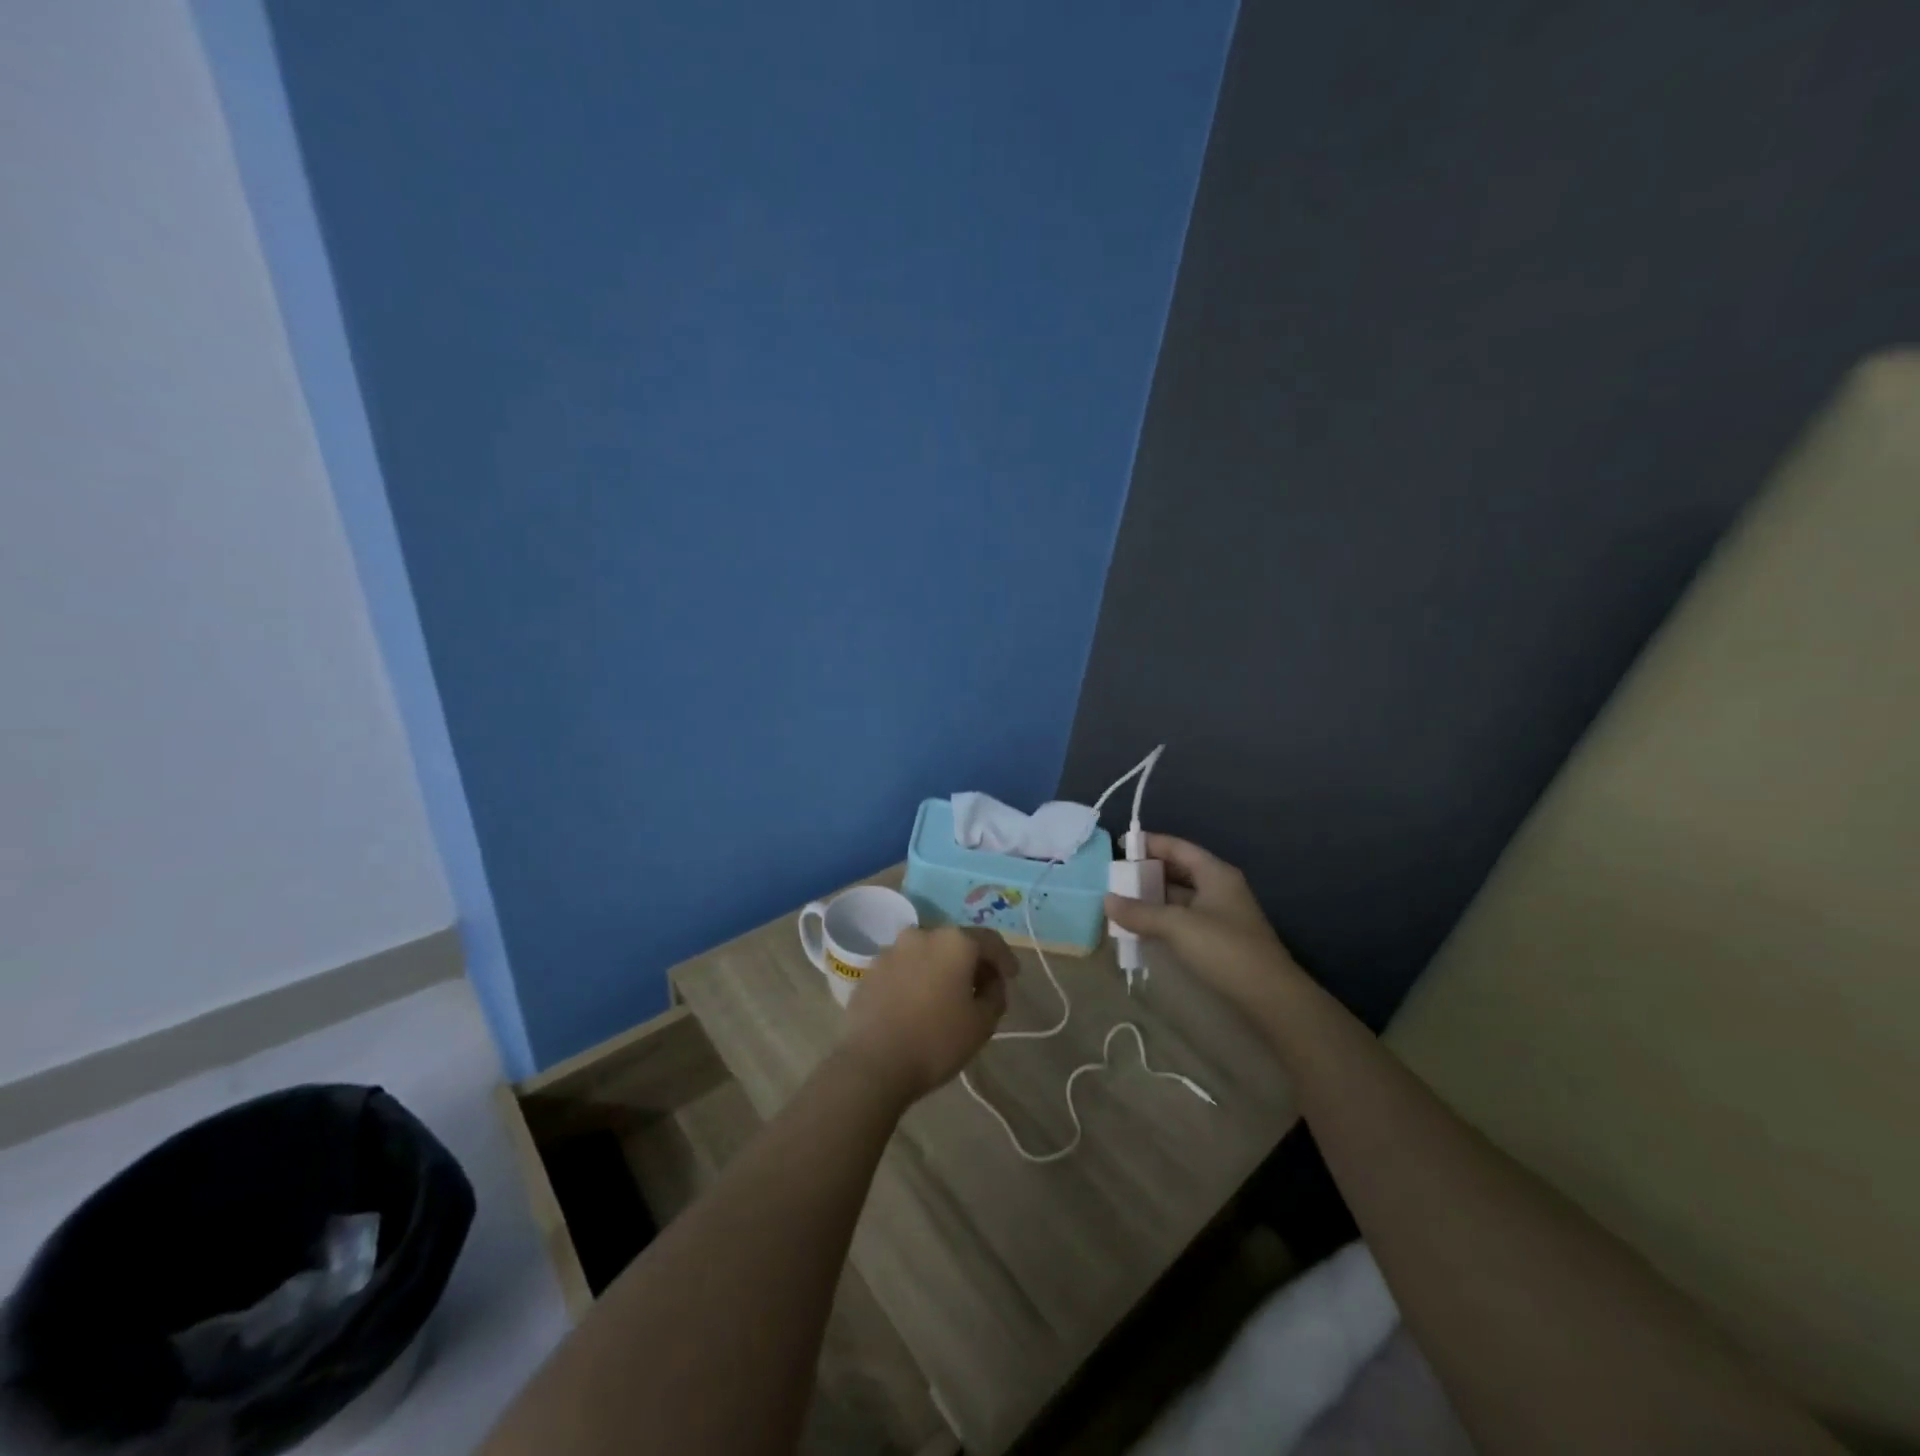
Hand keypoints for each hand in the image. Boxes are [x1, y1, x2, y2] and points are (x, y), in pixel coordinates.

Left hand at [841, 926, 1017, 1103]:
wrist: (872, 1063)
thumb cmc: (936, 1041)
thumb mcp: (983, 1023)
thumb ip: (995, 994)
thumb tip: (991, 981)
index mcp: (954, 942)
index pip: (989, 940)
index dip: (1004, 958)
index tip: (1012, 976)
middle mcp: (922, 935)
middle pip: (956, 943)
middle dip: (971, 962)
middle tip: (981, 987)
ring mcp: (891, 950)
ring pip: (926, 954)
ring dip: (940, 969)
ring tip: (946, 996)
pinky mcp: (870, 970)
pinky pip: (903, 968)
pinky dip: (915, 979)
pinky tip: (917, 1004)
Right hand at [1104, 835, 1300, 1016]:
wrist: (1270, 998)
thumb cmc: (1224, 949)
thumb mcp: (1177, 926)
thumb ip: (1140, 912)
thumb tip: (1106, 900)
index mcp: (1215, 873)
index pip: (1177, 847)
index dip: (1149, 843)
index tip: (1120, 847)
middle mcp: (1219, 887)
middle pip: (1178, 870)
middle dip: (1147, 873)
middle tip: (1115, 879)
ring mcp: (1221, 914)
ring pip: (1180, 897)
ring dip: (1153, 899)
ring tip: (1121, 904)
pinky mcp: (1219, 939)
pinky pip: (1184, 919)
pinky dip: (1163, 920)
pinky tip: (1142, 929)